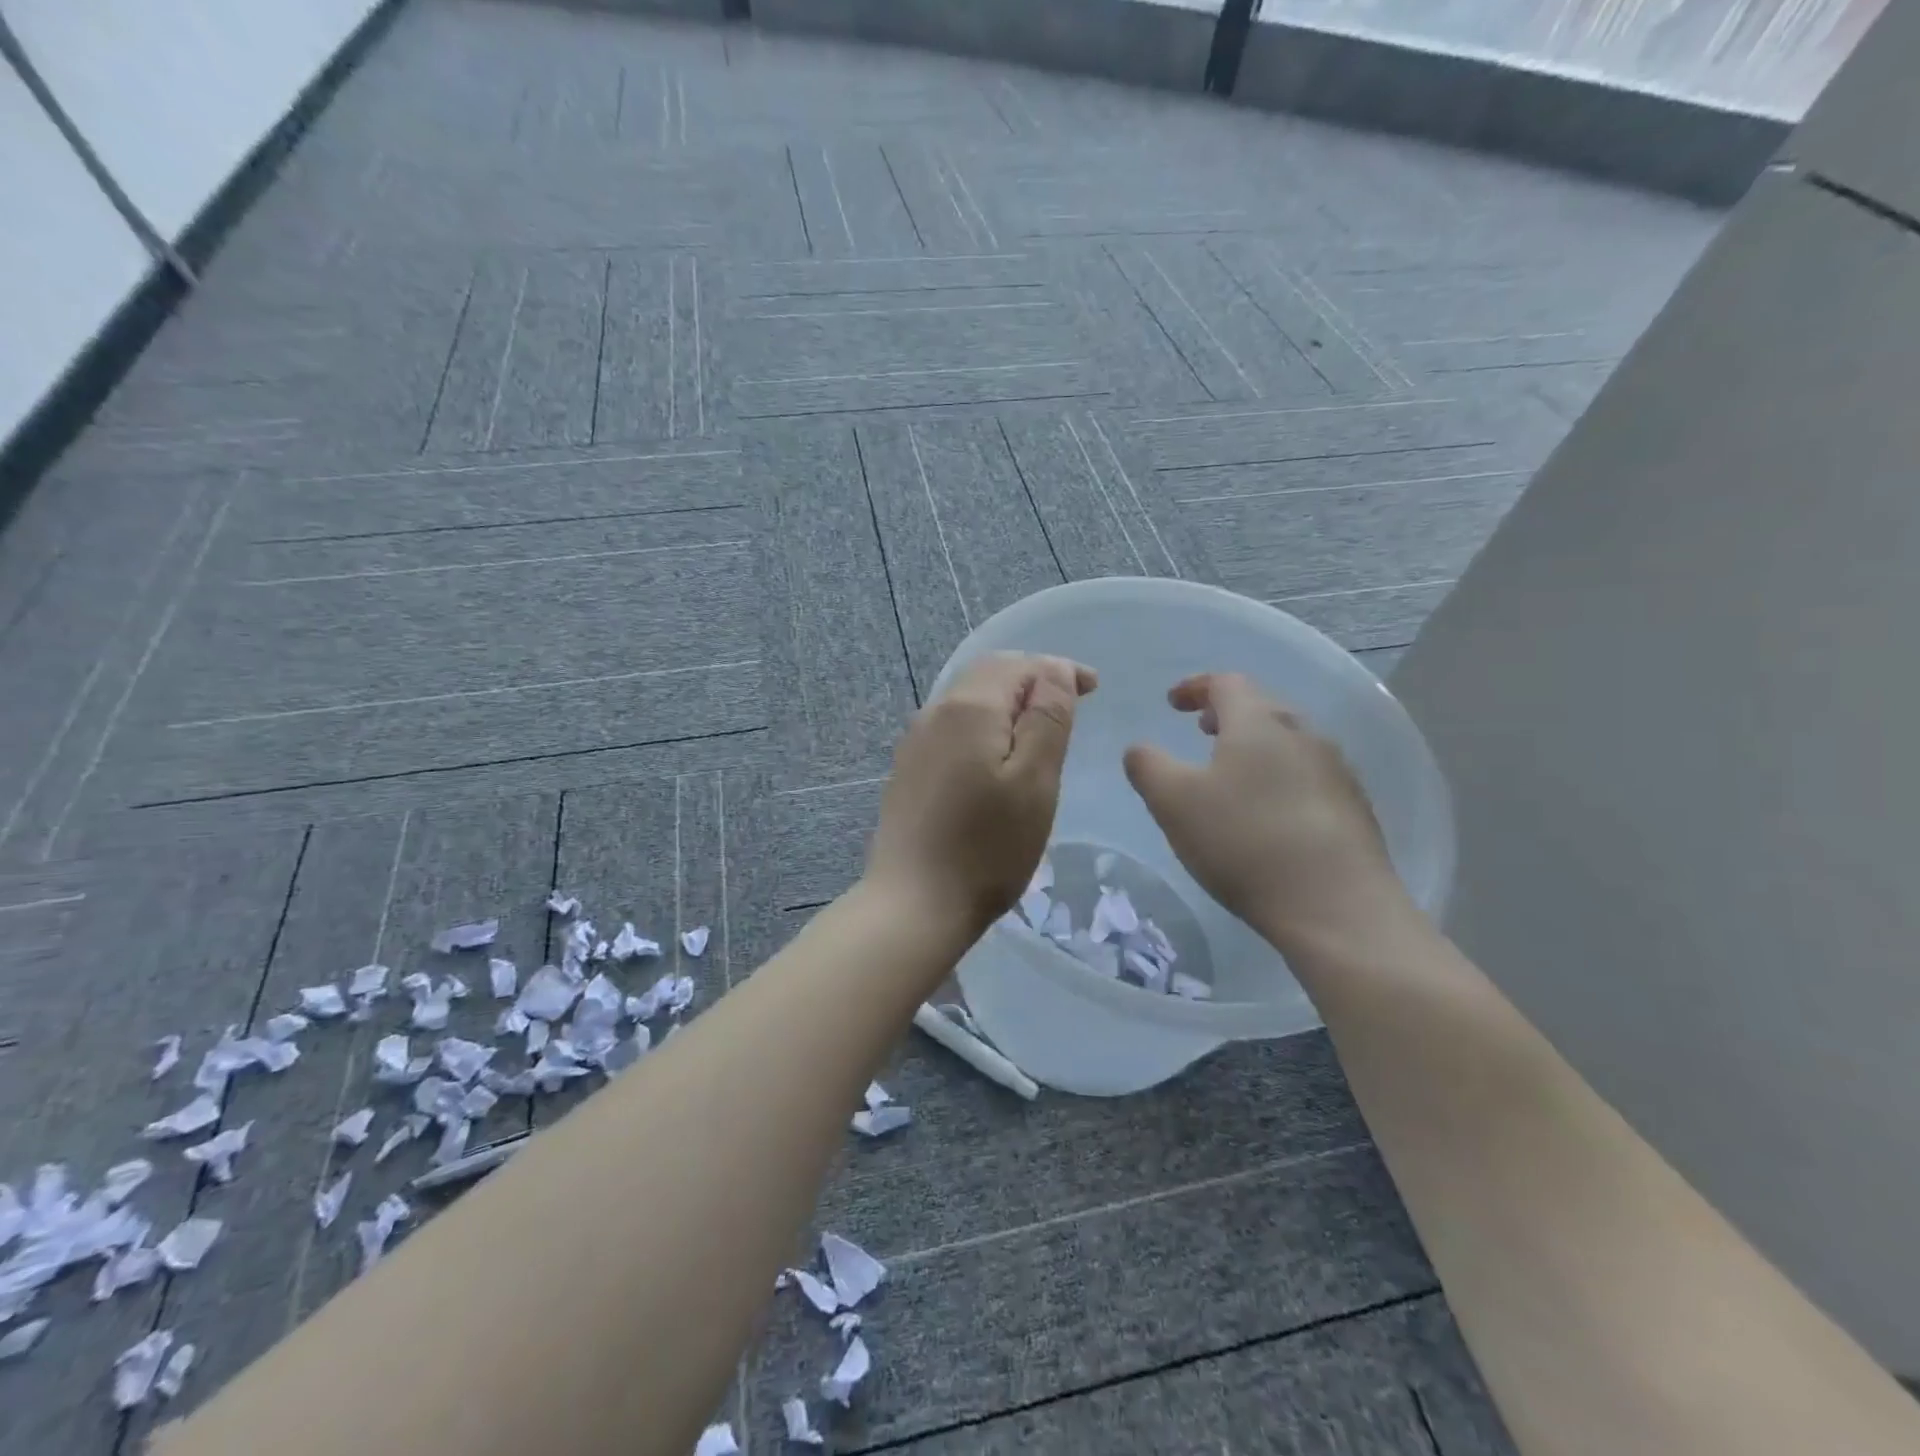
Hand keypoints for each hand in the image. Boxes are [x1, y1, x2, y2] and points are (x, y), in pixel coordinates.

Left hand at [866, 652, 1096, 942]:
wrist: (914, 902)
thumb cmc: (987, 846)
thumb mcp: (1035, 780)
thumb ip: (1048, 717)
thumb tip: (1054, 669)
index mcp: (970, 706)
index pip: (1020, 664)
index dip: (1059, 670)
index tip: (1094, 688)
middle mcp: (936, 711)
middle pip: (989, 674)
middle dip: (1032, 679)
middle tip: (1070, 700)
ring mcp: (916, 740)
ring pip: (969, 698)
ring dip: (1007, 701)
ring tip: (1040, 725)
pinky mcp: (909, 768)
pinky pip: (953, 725)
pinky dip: (985, 724)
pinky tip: (997, 752)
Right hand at [1123, 673, 1408, 954]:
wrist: (1336, 905)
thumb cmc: (1243, 841)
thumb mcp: (1173, 803)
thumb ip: (1147, 766)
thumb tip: (1139, 749)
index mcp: (1258, 722)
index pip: (1226, 683)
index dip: (1195, 687)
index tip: (1173, 703)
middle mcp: (1303, 734)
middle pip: (1263, 706)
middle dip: (1228, 713)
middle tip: (1202, 730)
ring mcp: (1336, 770)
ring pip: (1289, 741)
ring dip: (1256, 745)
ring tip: (1233, 772)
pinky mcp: (1354, 807)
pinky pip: (1309, 774)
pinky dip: (1281, 776)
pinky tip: (1270, 812)